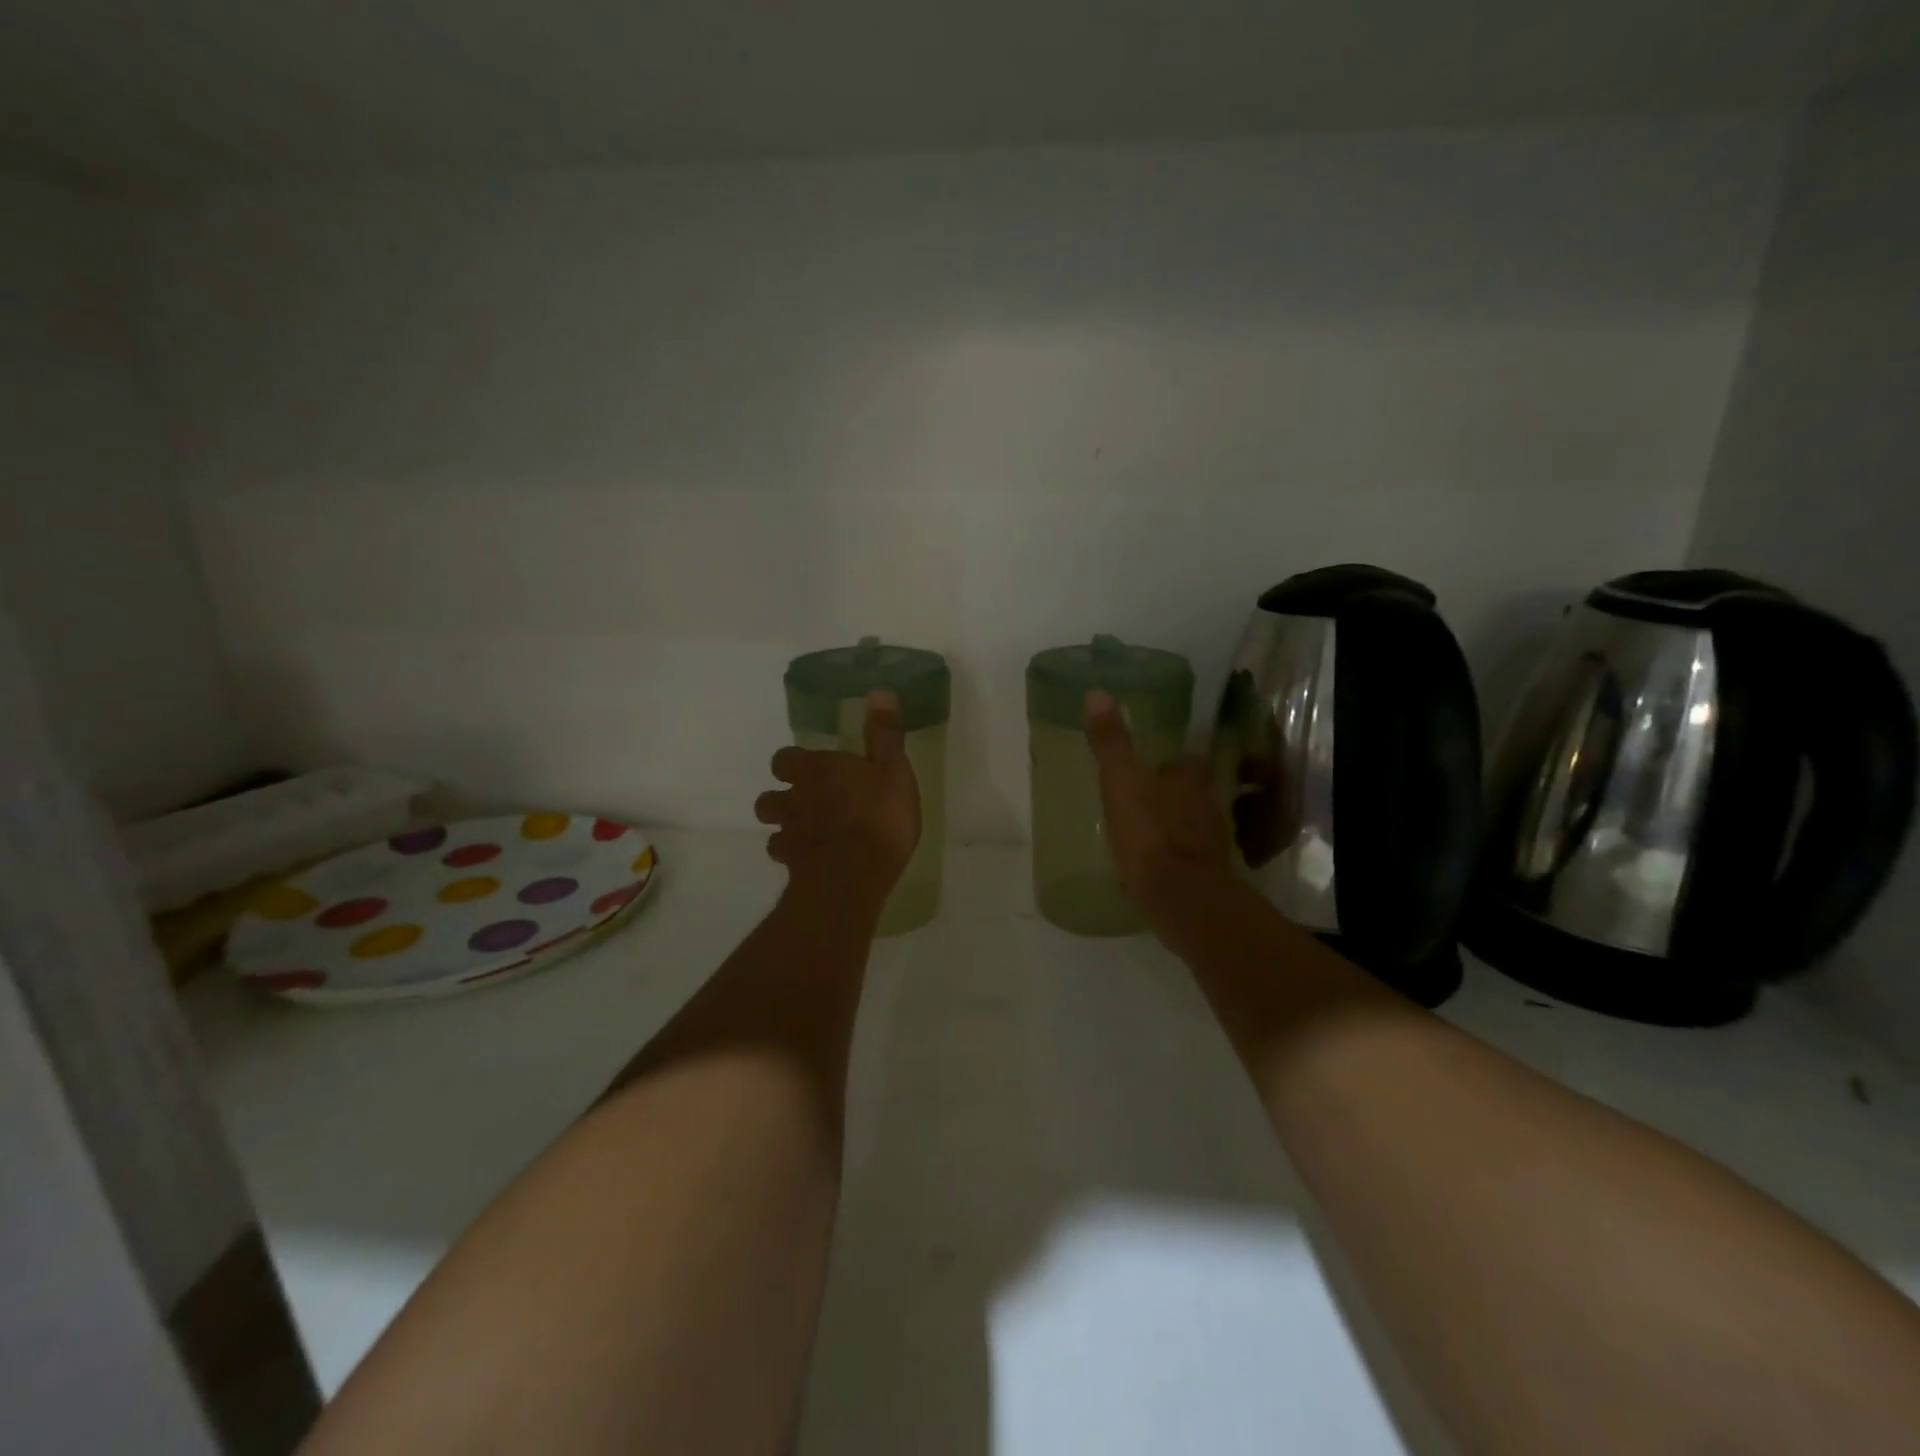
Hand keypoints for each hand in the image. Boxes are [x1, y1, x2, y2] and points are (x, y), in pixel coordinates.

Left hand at [756, 690, 920, 905]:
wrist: (854, 875)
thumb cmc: (878, 816)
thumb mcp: (893, 770)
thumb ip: (884, 734)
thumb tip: (879, 692)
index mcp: (816, 770)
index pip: (784, 759)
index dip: (794, 763)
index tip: (811, 768)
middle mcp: (794, 799)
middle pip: (770, 796)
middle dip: (782, 797)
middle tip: (806, 802)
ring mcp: (790, 835)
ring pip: (773, 827)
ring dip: (785, 827)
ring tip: (807, 832)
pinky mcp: (793, 866)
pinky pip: (785, 856)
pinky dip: (794, 856)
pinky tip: (812, 860)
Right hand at [1084, 689, 1234, 925]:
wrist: (1181, 896)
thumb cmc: (1150, 832)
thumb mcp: (1121, 781)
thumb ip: (1111, 742)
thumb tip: (1097, 692)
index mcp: (1190, 778)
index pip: (1184, 761)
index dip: (1167, 764)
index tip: (1147, 769)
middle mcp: (1207, 805)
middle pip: (1190, 793)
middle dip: (1170, 795)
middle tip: (1140, 800)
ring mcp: (1210, 842)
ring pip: (1190, 825)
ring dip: (1171, 826)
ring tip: (1141, 833)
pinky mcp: (1206, 874)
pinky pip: (1186, 857)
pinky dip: (1172, 857)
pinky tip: (1151, 866)